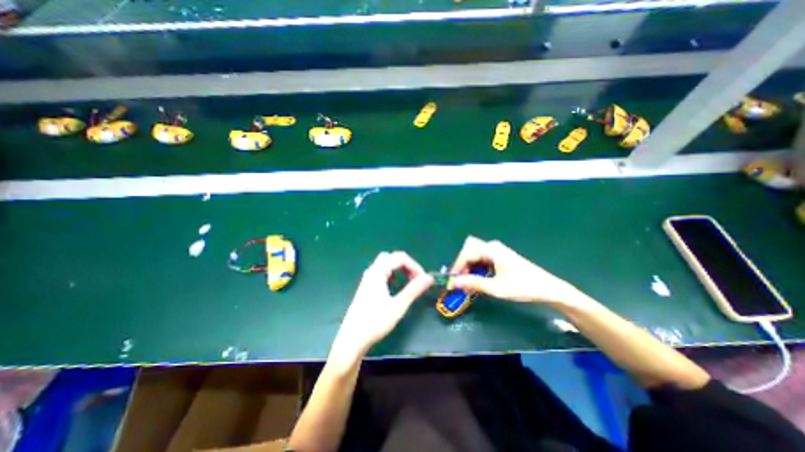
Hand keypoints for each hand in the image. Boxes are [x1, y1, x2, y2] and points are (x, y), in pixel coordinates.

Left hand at [334, 250, 434, 362]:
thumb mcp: (398, 306)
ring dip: (399, 269)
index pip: (400, 258)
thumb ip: (414, 289)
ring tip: (408, 282)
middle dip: (406, 265)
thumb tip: (429, 278)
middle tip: (415, 278)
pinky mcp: (366, 286)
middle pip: (391, 257)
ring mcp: (367, 278)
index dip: (414, 265)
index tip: (423, 279)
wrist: (352, 338)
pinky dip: (391, 274)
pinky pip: (381, 272)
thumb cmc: (375, 321)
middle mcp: (372, 271)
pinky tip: (395, 288)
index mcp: (378, 272)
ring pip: (385, 264)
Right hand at [451, 236, 588, 306]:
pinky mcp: (500, 257)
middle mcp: (492, 246)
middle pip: (469, 250)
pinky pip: (482, 259)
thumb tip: (453, 283)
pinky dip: (477, 268)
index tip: (453, 281)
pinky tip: (479, 280)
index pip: (466, 253)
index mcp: (491, 250)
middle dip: (462, 265)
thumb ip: (473, 283)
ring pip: (475, 255)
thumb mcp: (495, 288)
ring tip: (468, 284)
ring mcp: (497, 251)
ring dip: (469, 268)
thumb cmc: (522, 287)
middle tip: (461, 281)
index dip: (457, 266)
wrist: (548, 289)